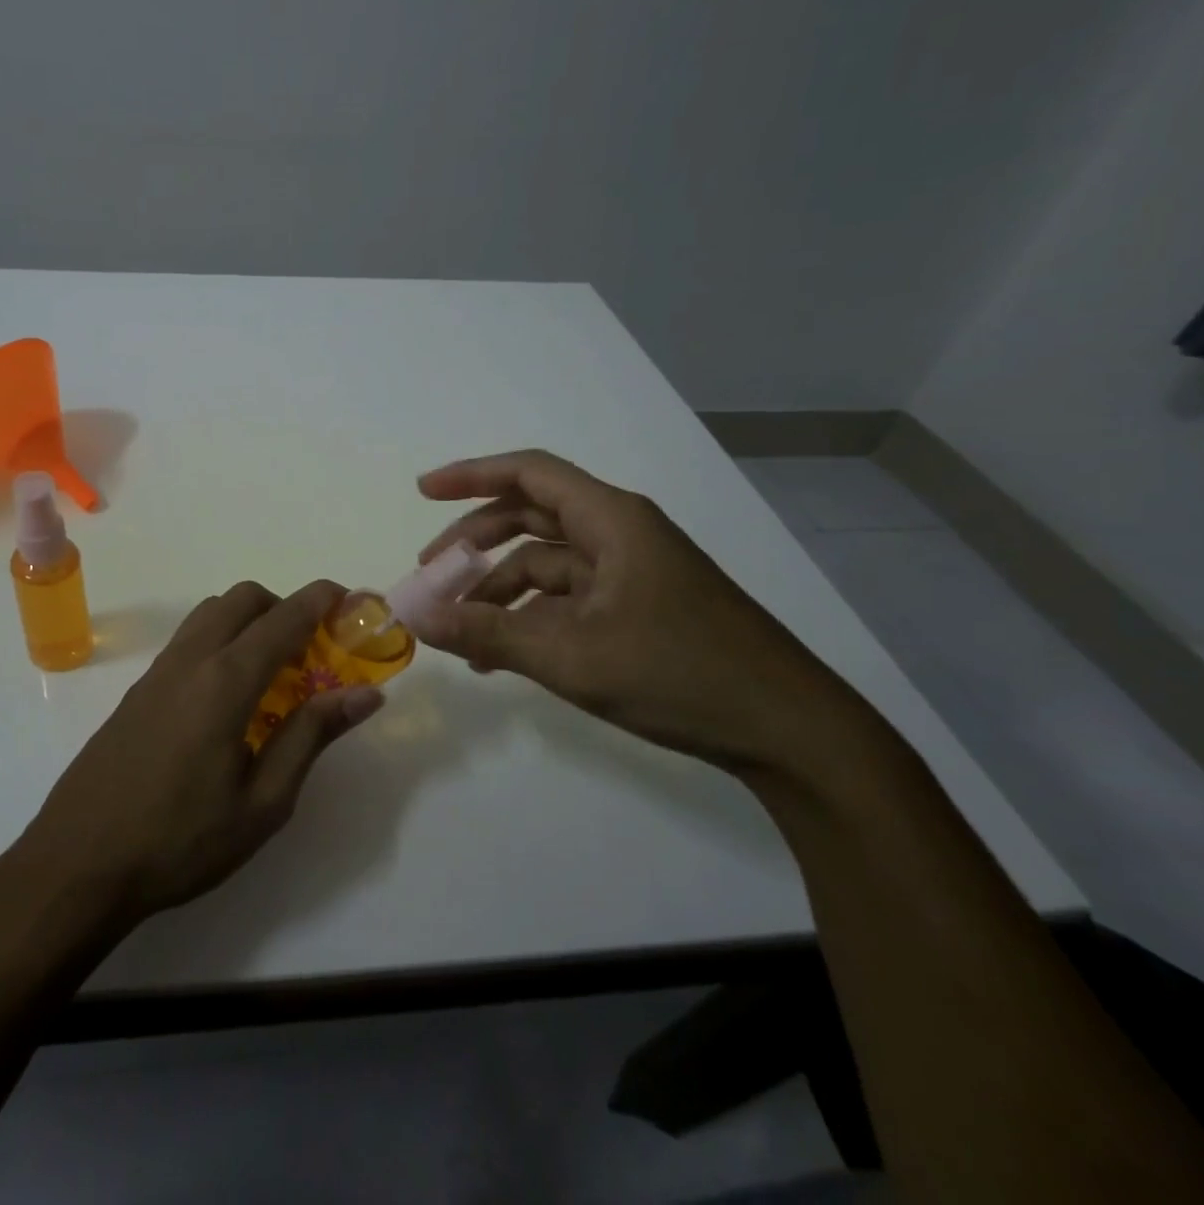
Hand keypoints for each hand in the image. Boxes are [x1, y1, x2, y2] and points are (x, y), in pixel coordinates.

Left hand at [11, 580, 383, 926]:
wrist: (77, 865)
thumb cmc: (180, 841)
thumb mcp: (263, 802)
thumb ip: (312, 736)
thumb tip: (365, 694)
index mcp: (225, 680)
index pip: (284, 618)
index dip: (321, 600)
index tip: (351, 599)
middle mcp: (190, 660)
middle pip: (243, 599)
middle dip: (285, 606)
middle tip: (312, 649)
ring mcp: (158, 672)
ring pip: (211, 613)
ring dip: (249, 620)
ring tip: (272, 671)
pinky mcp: (138, 690)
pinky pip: (188, 640)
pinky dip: (220, 640)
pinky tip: (228, 697)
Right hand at [412, 449, 863, 775]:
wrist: (788, 731)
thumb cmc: (679, 675)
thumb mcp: (571, 656)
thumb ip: (487, 633)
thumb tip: (415, 617)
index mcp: (611, 520)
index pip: (529, 473)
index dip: (471, 476)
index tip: (423, 491)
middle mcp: (620, 534)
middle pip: (532, 516)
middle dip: (475, 541)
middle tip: (430, 572)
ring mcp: (631, 572)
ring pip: (547, 563)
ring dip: (499, 590)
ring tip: (458, 632)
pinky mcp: (639, 608)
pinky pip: (568, 598)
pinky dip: (530, 617)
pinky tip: (501, 655)